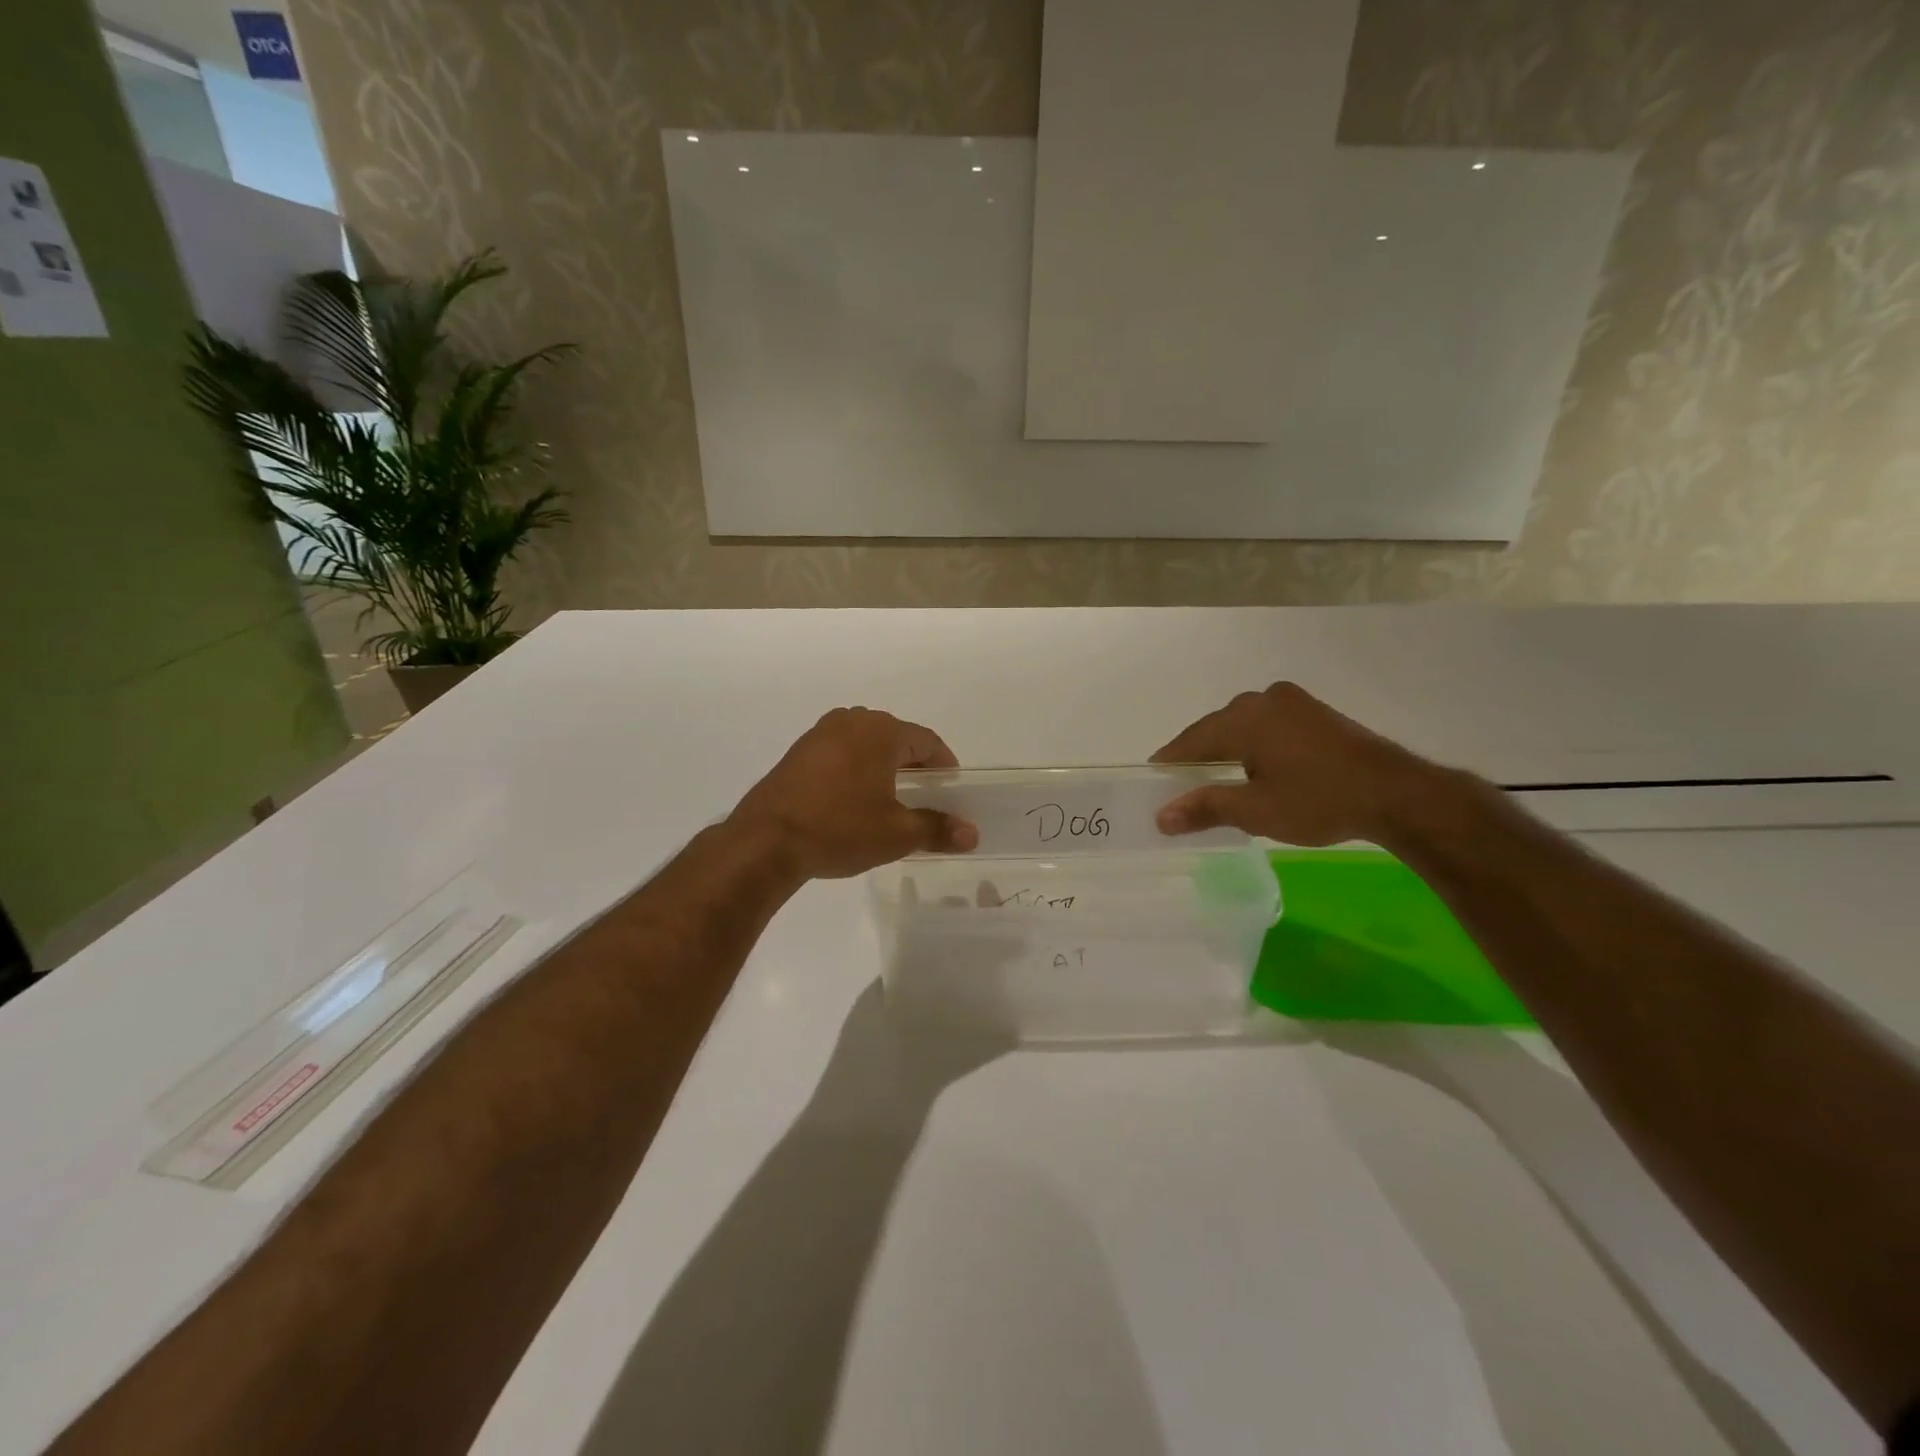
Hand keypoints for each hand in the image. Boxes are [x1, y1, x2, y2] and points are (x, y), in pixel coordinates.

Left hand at [730, 708, 978, 879]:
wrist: (766, 841)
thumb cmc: (840, 829)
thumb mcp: (896, 834)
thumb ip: (937, 829)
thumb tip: (972, 834)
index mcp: (880, 731)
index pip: (926, 742)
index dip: (944, 765)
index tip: (952, 789)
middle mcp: (851, 721)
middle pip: (896, 738)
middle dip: (913, 765)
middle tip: (925, 795)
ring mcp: (820, 734)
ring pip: (865, 744)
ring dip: (882, 766)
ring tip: (889, 799)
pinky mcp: (798, 752)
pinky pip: (840, 753)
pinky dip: (855, 770)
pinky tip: (853, 800)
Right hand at [1150, 682, 1453, 846]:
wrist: (1397, 794)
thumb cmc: (1318, 800)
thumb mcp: (1255, 811)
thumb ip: (1204, 808)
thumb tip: (1160, 818)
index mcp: (1244, 717)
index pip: (1191, 740)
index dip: (1170, 763)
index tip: (1152, 782)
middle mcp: (1264, 700)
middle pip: (1216, 730)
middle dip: (1199, 758)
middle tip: (1182, 787)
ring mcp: (1294, 703)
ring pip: (1244, 728)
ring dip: (1228, 753)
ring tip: (1216, 782)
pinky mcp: (1316, 714)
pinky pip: (1269, 727)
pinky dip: (1255, 748)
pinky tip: (1255, 770)